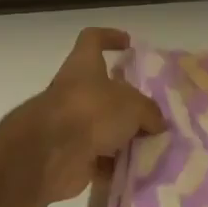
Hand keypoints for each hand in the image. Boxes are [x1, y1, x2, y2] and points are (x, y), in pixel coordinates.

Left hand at [23, 28, 166, 200]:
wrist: (51, 155)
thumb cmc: (91, 112)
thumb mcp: (134, 106)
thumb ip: (149, 112)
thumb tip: (156, 124)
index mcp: (83, 66)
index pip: (92, 39)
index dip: (109, 37)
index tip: (128, 44)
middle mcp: (74, 91)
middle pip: (103, 90)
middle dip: (127, 103)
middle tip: (153, 113)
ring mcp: (70, 123)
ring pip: (103, 126)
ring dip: (124, 138)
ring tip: (152, 146)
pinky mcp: (70, 154)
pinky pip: (99, 157)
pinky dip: (115, 165)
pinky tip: (137, 170)